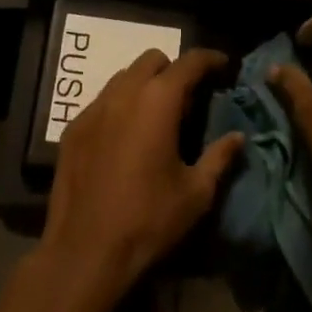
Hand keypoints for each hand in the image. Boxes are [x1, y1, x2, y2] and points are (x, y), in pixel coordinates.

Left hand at [42, 48, 243, 293]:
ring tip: (156, 115)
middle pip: (152, 60)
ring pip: (124, 77)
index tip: (223, 66)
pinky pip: (102, 101)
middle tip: (188, 97)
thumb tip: (238, 137)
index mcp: (158, 101)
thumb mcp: (196, 194)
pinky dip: (120, 105)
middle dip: (174, 70)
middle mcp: (124, 93)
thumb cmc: (148, 220)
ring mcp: (94, 108)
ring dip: (145, 84)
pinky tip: (125, 136)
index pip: (189, 62)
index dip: (210, 59)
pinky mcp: (73, 128)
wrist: (85, 252)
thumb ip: (219, 158)